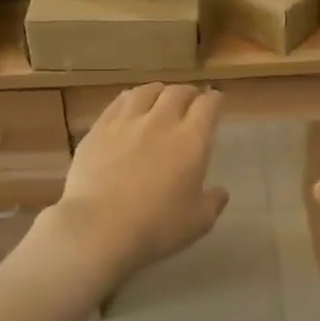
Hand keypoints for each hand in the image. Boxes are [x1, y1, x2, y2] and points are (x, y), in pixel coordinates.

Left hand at [44, 83, 229, 284]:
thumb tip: (220, 192)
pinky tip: (129, 106)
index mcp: (192, 140)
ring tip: (161, 97)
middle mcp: (161, 122)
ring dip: (159, 91)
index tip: (216, 101)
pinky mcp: (99, 129)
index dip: (214, 100)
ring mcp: (127, 122)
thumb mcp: (197, 222)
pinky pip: (118, 103)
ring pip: (147, 91)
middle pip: (178, 92)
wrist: (98, 228)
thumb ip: (212, 202)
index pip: (208, 105)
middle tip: (191, 99)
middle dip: (189, 92)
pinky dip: (130, 99)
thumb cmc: (156, 227)